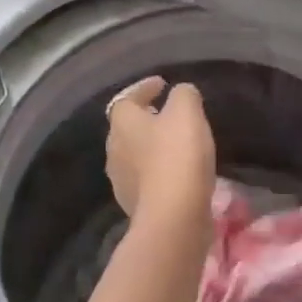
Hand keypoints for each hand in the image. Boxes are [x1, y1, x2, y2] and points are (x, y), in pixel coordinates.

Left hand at [105, 76, 215, 224]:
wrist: (173, 216)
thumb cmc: (178, 156)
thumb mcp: (187, 112)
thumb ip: (184, 95)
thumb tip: (181, 92)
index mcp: (122, 123)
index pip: (127, 98)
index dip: (144, 89)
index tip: (163, 85)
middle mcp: (114, 149)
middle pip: (127, 128)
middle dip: (146, 120)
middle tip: (168, 115)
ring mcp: (121, 180)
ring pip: (135, 155)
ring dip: (151, 148)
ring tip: (175, 145)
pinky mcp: (134, 204)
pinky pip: (145, 180)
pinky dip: (158, 172)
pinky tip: (177, 174)